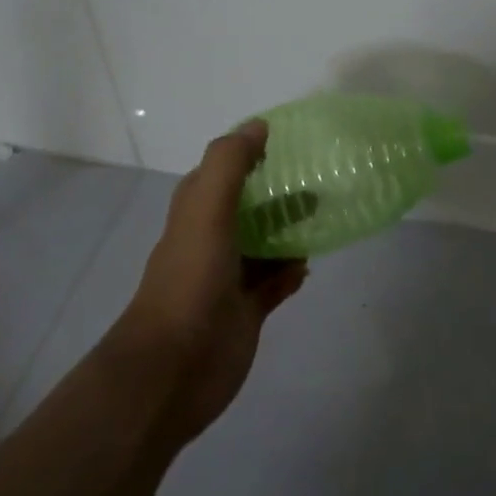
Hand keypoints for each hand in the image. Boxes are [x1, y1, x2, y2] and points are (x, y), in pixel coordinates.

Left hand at [109, 120, 306, 448]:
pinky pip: (275, 283)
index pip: (221, 171)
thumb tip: (258, 125)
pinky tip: (310, 263)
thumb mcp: (206, 211)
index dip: (247, 153)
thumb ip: (229, 164)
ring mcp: (228, 278)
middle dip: (278, 191)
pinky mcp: (246, 312)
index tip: (287, 140)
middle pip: (248, 206)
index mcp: (196, 213)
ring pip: (264, 243)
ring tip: (324, 213)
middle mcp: (211, 240)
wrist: (171, 370)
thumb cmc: (189, 281)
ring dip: (290, 229)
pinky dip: (292, 271)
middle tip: (318, 177)